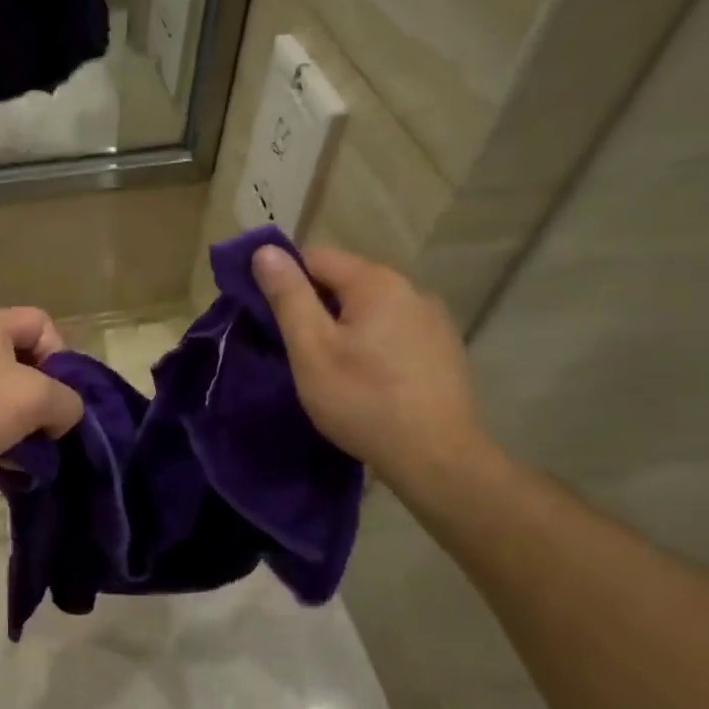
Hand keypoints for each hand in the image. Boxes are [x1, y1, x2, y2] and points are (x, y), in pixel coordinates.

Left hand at [0, 308, 84, 502]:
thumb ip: (68, 401)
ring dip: (23, 421)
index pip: (42, 323)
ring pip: (4, 393)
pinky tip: (6, 461)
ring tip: (29, 449)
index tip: (59, 393)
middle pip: (25, 360)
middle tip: (49, 424)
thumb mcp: (37, 398)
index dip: (60, 356)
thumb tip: (63, 415)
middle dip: (44, 395)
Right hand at [253, 244, 493, 493]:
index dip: (286, 281)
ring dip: (346, 327)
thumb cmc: (363, 400)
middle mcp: (411, 289)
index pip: (316, 257)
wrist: (436, 458)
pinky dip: (373, 344)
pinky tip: (369, 380)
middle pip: (346, 282)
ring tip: (331, 368)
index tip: (270, 318)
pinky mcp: (444, 350)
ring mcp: (433, 320)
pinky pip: (395, 332)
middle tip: (297, 350)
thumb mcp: (311, 349)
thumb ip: (288, 297)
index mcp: (376, 282)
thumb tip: (265, 251)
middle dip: (316, 307)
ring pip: (371, 309)